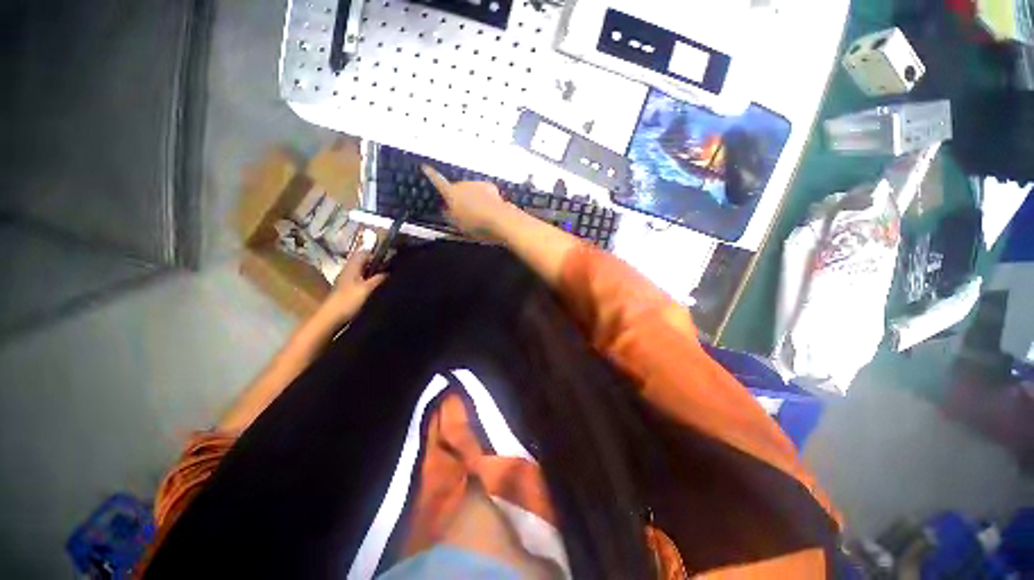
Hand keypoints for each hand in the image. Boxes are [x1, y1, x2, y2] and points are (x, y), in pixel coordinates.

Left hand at [319, 250, 386, 324]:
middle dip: (377, 264)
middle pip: (364, 262)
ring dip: (374, 274)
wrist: (331, 318)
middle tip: (391, 270)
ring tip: (387, 279)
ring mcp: (347, 280)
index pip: (364, 253)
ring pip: (363, 272)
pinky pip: (361, 281)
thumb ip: (379, 278)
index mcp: (352, 267)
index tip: (390, 260)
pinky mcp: (348, 290)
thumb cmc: (349, 300)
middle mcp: (348, 271)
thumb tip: (389, 271)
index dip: (377, 254)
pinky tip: (377, 289)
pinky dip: (369, 282)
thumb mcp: (367, 288)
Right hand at [422, 164, 514, 237]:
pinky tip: (489, 209)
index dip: (431, 174)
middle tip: (463, 212)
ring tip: (478, 213)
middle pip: (457, 188)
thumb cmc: (475, 224)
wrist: (499, 219)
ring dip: (472, 197)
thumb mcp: (457, 224)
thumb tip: (445, 210)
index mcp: (451, 193)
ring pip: (471, 189)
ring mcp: (477, 184)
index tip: (425, 166)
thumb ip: (449, 215)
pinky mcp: (490, 186)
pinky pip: (483, 192)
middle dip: (459, 197)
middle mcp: (462, 184)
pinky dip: (484, 198)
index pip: (437, 181)